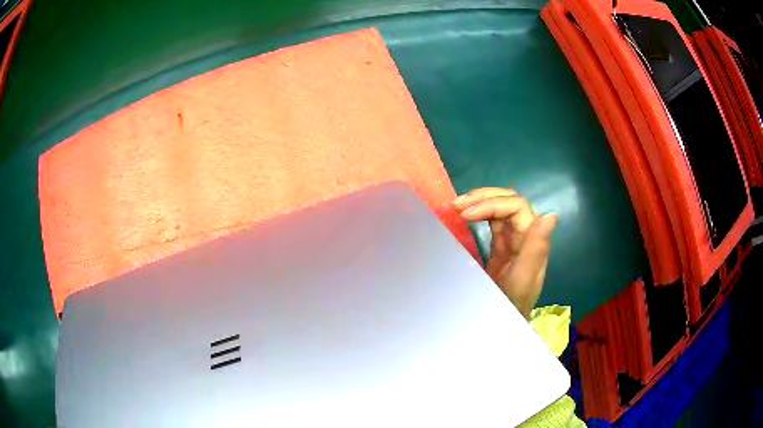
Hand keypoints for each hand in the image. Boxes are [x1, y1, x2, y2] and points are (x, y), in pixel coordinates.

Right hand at [452, 188, 557, 318]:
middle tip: (457, 204)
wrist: (501, 324)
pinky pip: (492, 223)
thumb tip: (550, 215)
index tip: (466, 214)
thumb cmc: (511, 305)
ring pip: (500, 208)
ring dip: (480, 202)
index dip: (492, 203)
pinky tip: (464, 216)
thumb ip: (536, 249)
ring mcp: (513, 241)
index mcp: (533, 240)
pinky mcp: (501, 248)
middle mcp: (525, 236)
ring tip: (456, 206)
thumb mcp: (523, 280)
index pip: (517, 207)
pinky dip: (478, 214)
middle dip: (484, 197)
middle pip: (509, 202)